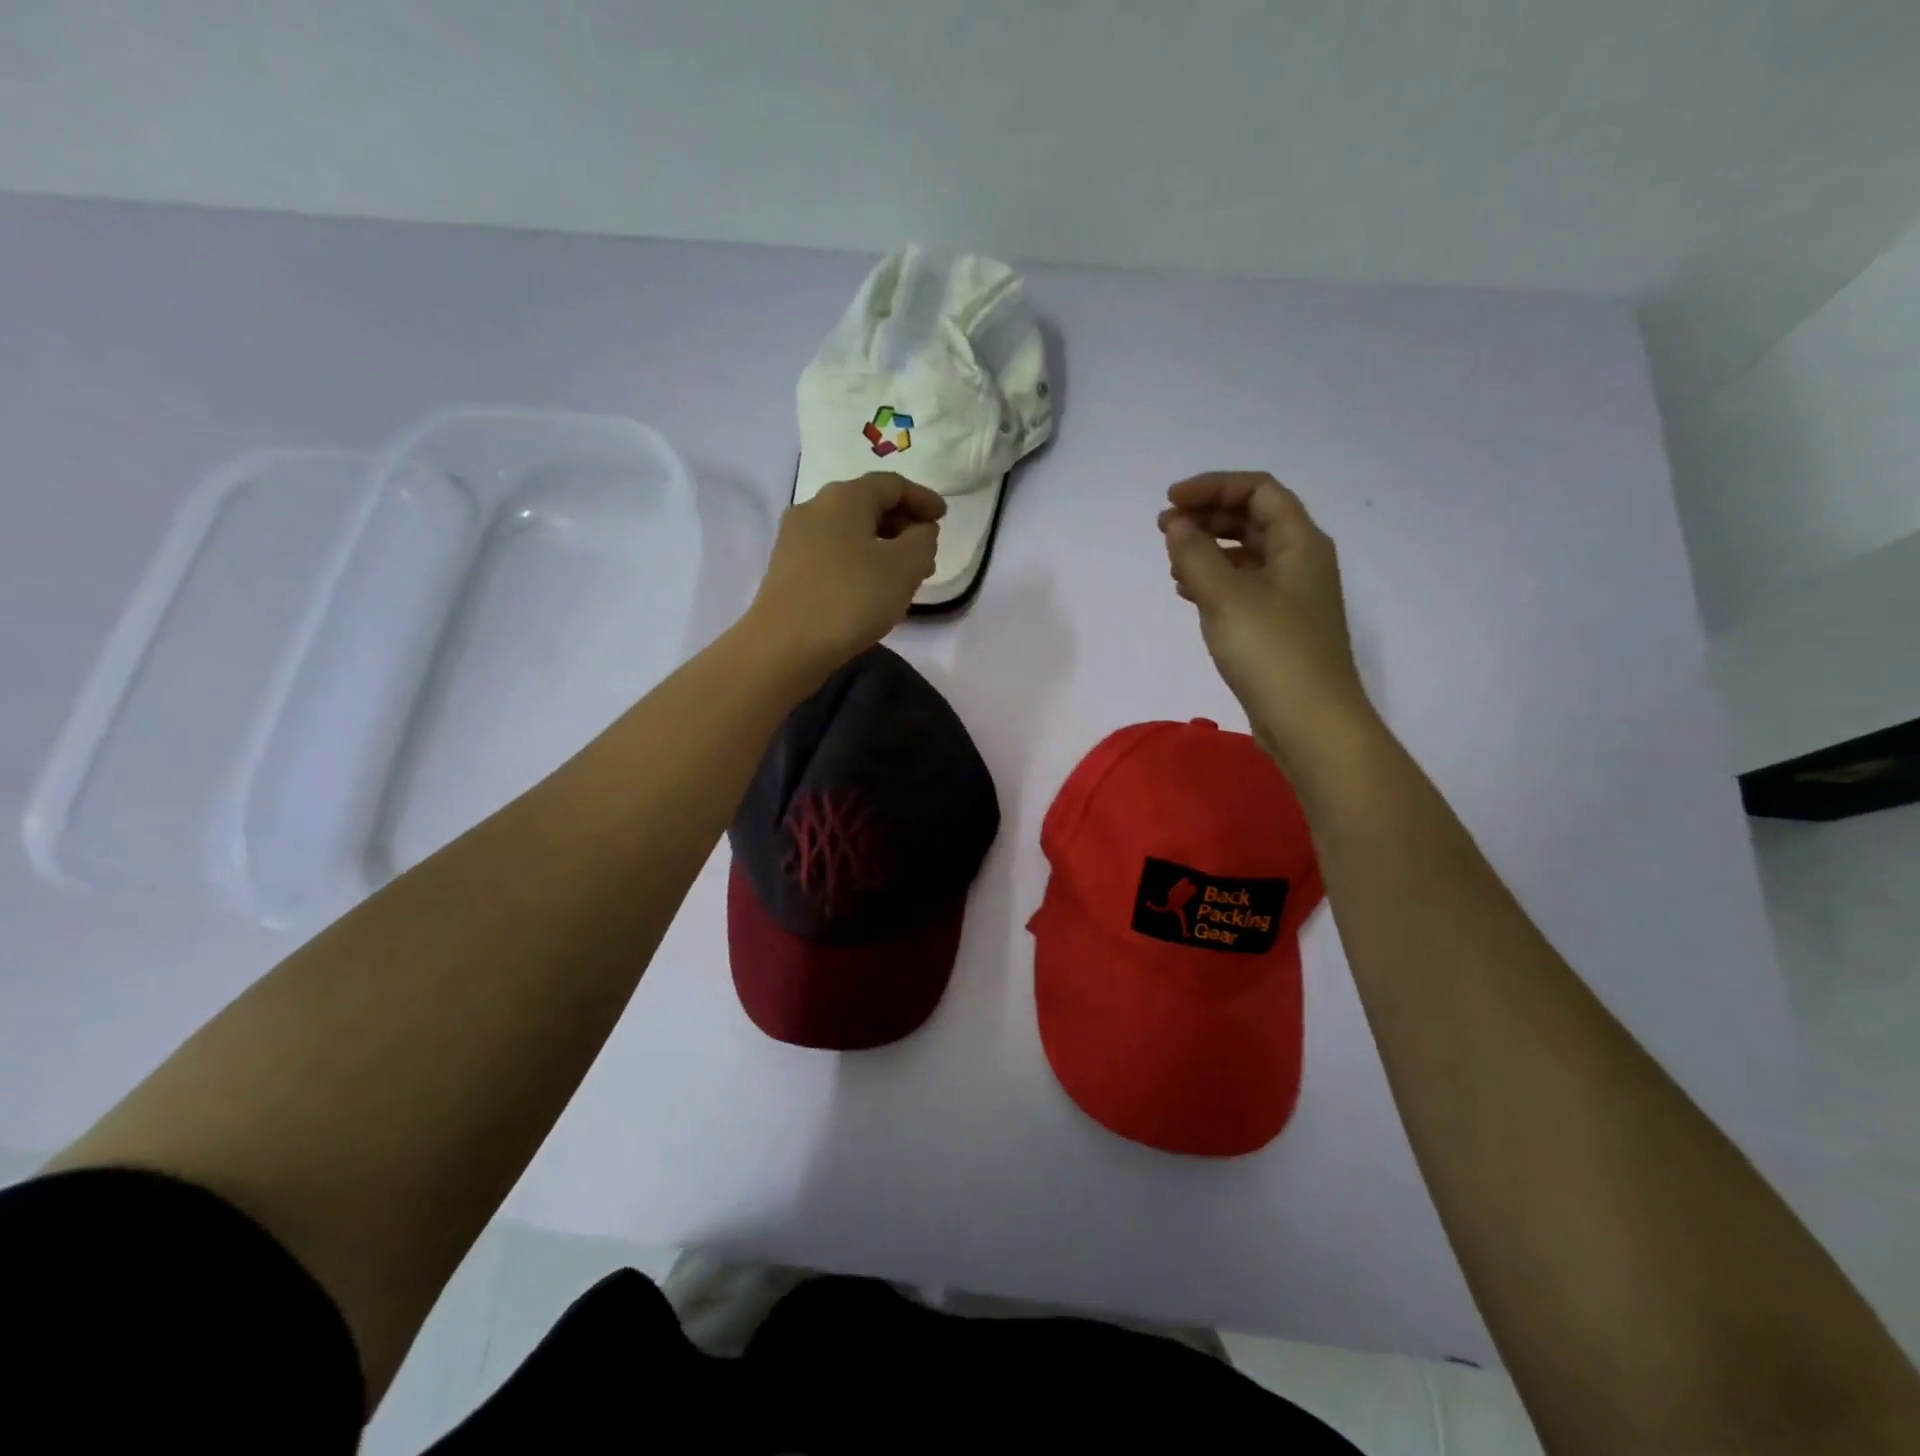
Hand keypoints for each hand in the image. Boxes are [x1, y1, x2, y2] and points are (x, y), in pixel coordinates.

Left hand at [746, 472, 944, 678]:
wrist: (784, 646)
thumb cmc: (851, 599)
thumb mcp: (904, 568)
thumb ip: (923, 541)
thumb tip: (920, 531)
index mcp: (844, 497)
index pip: (892, 484)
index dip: (922, 498)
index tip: (944, 517)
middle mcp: (815, 507)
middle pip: (867, 505)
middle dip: (903, 525)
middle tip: (928, 552)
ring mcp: (795, 538)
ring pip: (850, 532)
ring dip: (882, 547)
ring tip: (905, 577)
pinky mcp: (787, 568)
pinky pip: (833, 553)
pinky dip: (859, 561)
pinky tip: (872, 589)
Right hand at [1159, 472, 1375, 772]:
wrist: (1310, 722)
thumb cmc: (1271, 651)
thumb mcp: (1226, 596)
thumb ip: (1195, 553)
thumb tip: (1176, 523)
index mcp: (1300, 542)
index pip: (1258, 491)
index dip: (1213, 487)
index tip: (1170, 502)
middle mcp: (1300, 562)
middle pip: (1253, 520)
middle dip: (1207, 517)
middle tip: (1164, 528)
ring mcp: (1291, 596)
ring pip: (1247, 555)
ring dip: (1209, 550)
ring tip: (1172, 562)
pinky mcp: (1278, 627)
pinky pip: (1244, 587)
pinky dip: (1215, 581)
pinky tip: (1188, 592)